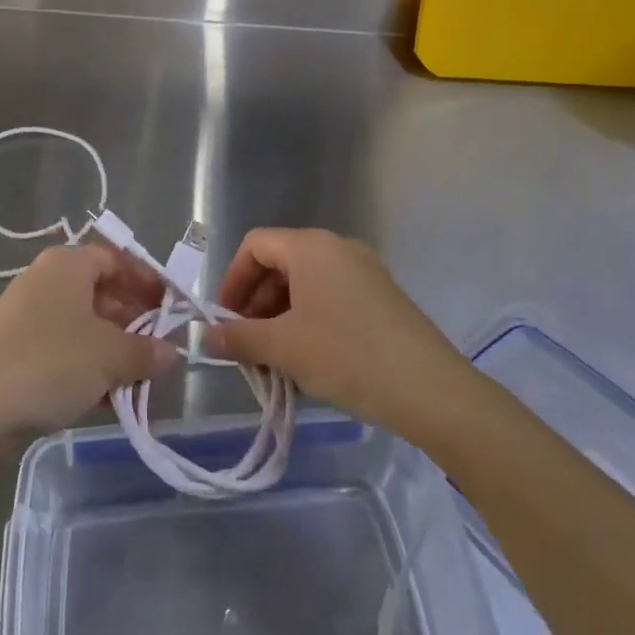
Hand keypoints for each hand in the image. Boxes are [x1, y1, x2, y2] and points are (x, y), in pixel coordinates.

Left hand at [0, 245, 177, 442]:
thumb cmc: (49, 364)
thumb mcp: (110, 356)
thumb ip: (146, 351)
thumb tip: (170, 351)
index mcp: (67, 264)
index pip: (117, 259)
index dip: (148, 281)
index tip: (172, 309)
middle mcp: (46, 281)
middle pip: (102, 292)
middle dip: (134, 321)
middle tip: (159, 350)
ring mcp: (27, 316)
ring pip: (84, 325)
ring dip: (114, 350)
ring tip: (138, 380)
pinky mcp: (15, 351)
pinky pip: (63, 350)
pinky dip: (88, 368)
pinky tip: (106, 399)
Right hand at [205, 228, 472, 436]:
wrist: (431, 389)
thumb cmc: (347, 355)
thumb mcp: (284, 348)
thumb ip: (239, 338)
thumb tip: (204, 337)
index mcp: (311, 247)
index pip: (255, 245)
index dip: (232, 280)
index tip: (225, 321)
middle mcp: (337, 248)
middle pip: (280, 264)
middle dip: (256, 304)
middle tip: (247, 347)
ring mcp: (364, 271)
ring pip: (306, 284)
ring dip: (281, 317)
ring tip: (275, 362)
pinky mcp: (381, 296)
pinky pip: (331, 297)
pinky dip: (309, 321)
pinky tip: (309, 361)